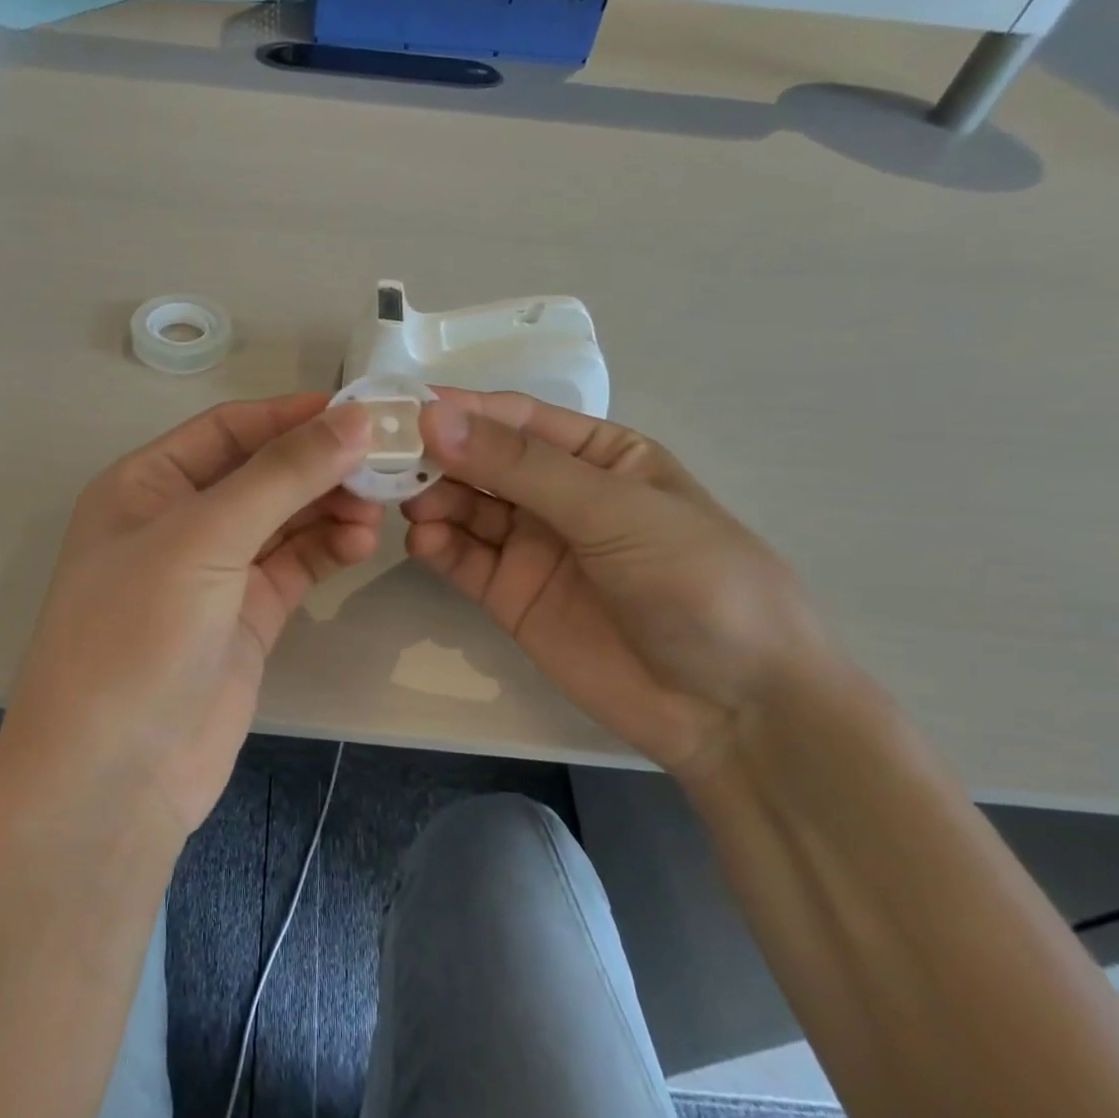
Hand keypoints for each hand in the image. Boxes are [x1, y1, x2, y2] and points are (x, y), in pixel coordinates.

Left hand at [0, 395, 379, 842]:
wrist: (114, 777)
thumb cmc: (138, 634)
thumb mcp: (205, 539)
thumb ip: (282, 475)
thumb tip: (353, 418)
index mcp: (145, 484)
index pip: (228, 429)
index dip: (291, 416)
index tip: (359, 409)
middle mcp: (178, 521)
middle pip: (261, 472)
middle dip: (319, 464)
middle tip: (385, 461)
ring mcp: (213, 572)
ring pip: (284, 519)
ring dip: (329, 506)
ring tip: (379, 506)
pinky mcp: (245, 616)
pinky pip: (294, 565)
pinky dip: (328, 548)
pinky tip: (361, 542)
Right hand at [405, 391, 840, 779]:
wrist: (733, 709)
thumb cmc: (695, 582)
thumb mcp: (613, 510)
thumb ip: (520, 466)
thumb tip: (433, 417)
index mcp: (598, 455)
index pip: (516, 418)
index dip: (460, 409)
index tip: (402, 407)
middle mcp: (559, 494)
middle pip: (481, 462)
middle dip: (436, 456)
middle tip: (385, 459)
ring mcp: (533, 547)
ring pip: (465, 508)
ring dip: (431, 500)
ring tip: (405, 504)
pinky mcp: (511, 596)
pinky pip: (464, 560)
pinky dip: (437, 547)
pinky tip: (422, 543)